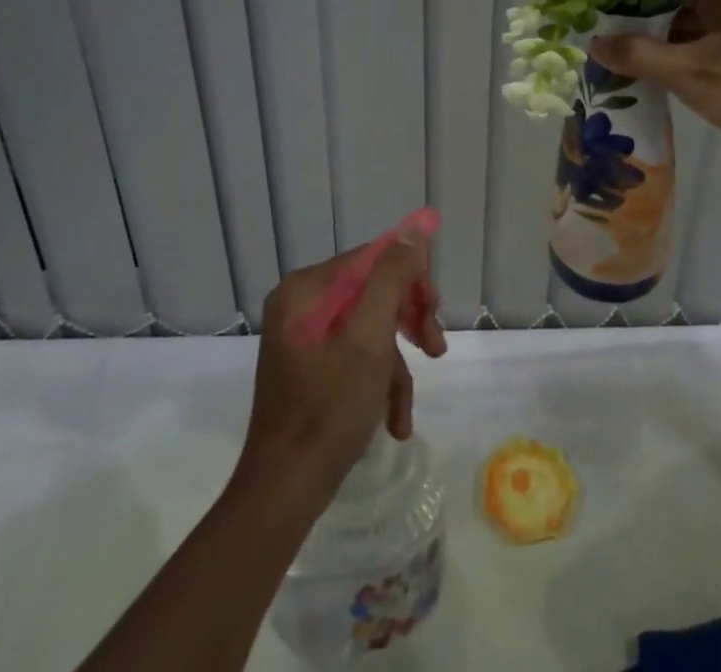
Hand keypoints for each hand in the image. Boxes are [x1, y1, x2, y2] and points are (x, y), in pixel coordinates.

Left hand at [238, 235, 447, 501]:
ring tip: (406, 409)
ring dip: (397, 364)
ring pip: (370, 327)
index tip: (434, 312)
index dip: (410, 279)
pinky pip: (356, 356)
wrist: (284, 492)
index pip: (372, 258)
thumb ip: (391, 278)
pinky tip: (395, 420)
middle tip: (435, 347)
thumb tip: (413, 230)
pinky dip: (379, 382)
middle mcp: (301, 304)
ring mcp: (304, 337)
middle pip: (373, 291)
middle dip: (408, 322)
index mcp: (306, 288)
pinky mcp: (311, 367)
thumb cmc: (328, 409)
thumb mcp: (369, 339)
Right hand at [588, 0, 720, 173]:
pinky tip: (651, 84)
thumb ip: (639, 55)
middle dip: (642, 29)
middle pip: (677, 9)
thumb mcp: (690, 72)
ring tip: (617, 67)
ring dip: (659, 51)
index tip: (600, 18)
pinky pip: (703, 56)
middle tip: (603, 46)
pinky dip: (679, 67)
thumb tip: (594, 43)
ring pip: (689, 35)